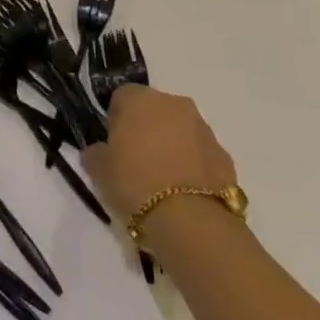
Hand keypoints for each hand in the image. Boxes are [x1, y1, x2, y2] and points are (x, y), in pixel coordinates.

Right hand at [83, 86, 237, 221]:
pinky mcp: (224, 156)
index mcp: (140, 98)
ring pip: (180, 131)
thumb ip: (95, 152)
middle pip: (154, 110)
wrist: (191, 222)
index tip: (113, 146)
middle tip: (137, 163)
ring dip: (172, 146)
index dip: (115, 121)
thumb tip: (98, 151)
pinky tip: (185, 194)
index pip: (121, 97)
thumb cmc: (135, 184)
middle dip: (146, 130)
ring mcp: (203, 128)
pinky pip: (201, 154)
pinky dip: (193, 167)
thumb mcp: (99, 170)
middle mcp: (174, 103)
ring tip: (163, 183)